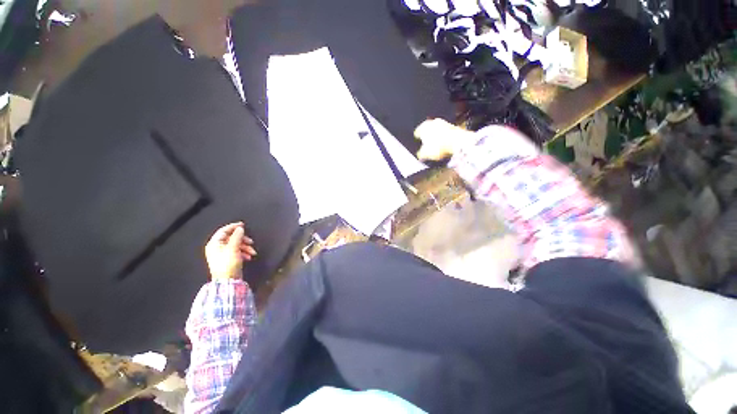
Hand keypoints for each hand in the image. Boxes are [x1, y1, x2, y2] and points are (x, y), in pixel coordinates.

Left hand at [205, 222, 256, 280]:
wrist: (228, 281)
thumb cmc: (228, 264)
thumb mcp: (233, 248)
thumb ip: (237, 236)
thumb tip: (240, 228)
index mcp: (214, 243)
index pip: (223, 231)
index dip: (233, 226)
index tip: (243, 225)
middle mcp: (217, 247)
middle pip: (231, 238)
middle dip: (243, 239)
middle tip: (250, 241)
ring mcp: (223, 253)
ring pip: (236, 245)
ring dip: (245, 247)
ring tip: (252, 252)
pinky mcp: (228, 259)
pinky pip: (237, 251)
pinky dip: (244, 252)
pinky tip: (248, 256)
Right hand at [415, 119, 476, 160]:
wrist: (458, 142)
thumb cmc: (439, 146)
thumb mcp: (425, 154)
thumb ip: (420, 154)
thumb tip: (420, 155)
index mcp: (423, 126)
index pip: (417, 133)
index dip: (418, 140)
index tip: (419, 145)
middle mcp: (433, 122)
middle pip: (427, 131)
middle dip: (427, 138)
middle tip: (428, 147)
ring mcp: (444, 123)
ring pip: (437, 131)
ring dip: (436, 137)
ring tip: (437, 147)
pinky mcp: (453, 126)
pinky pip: (445, 133)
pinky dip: (444, 138)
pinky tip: (445, 145)